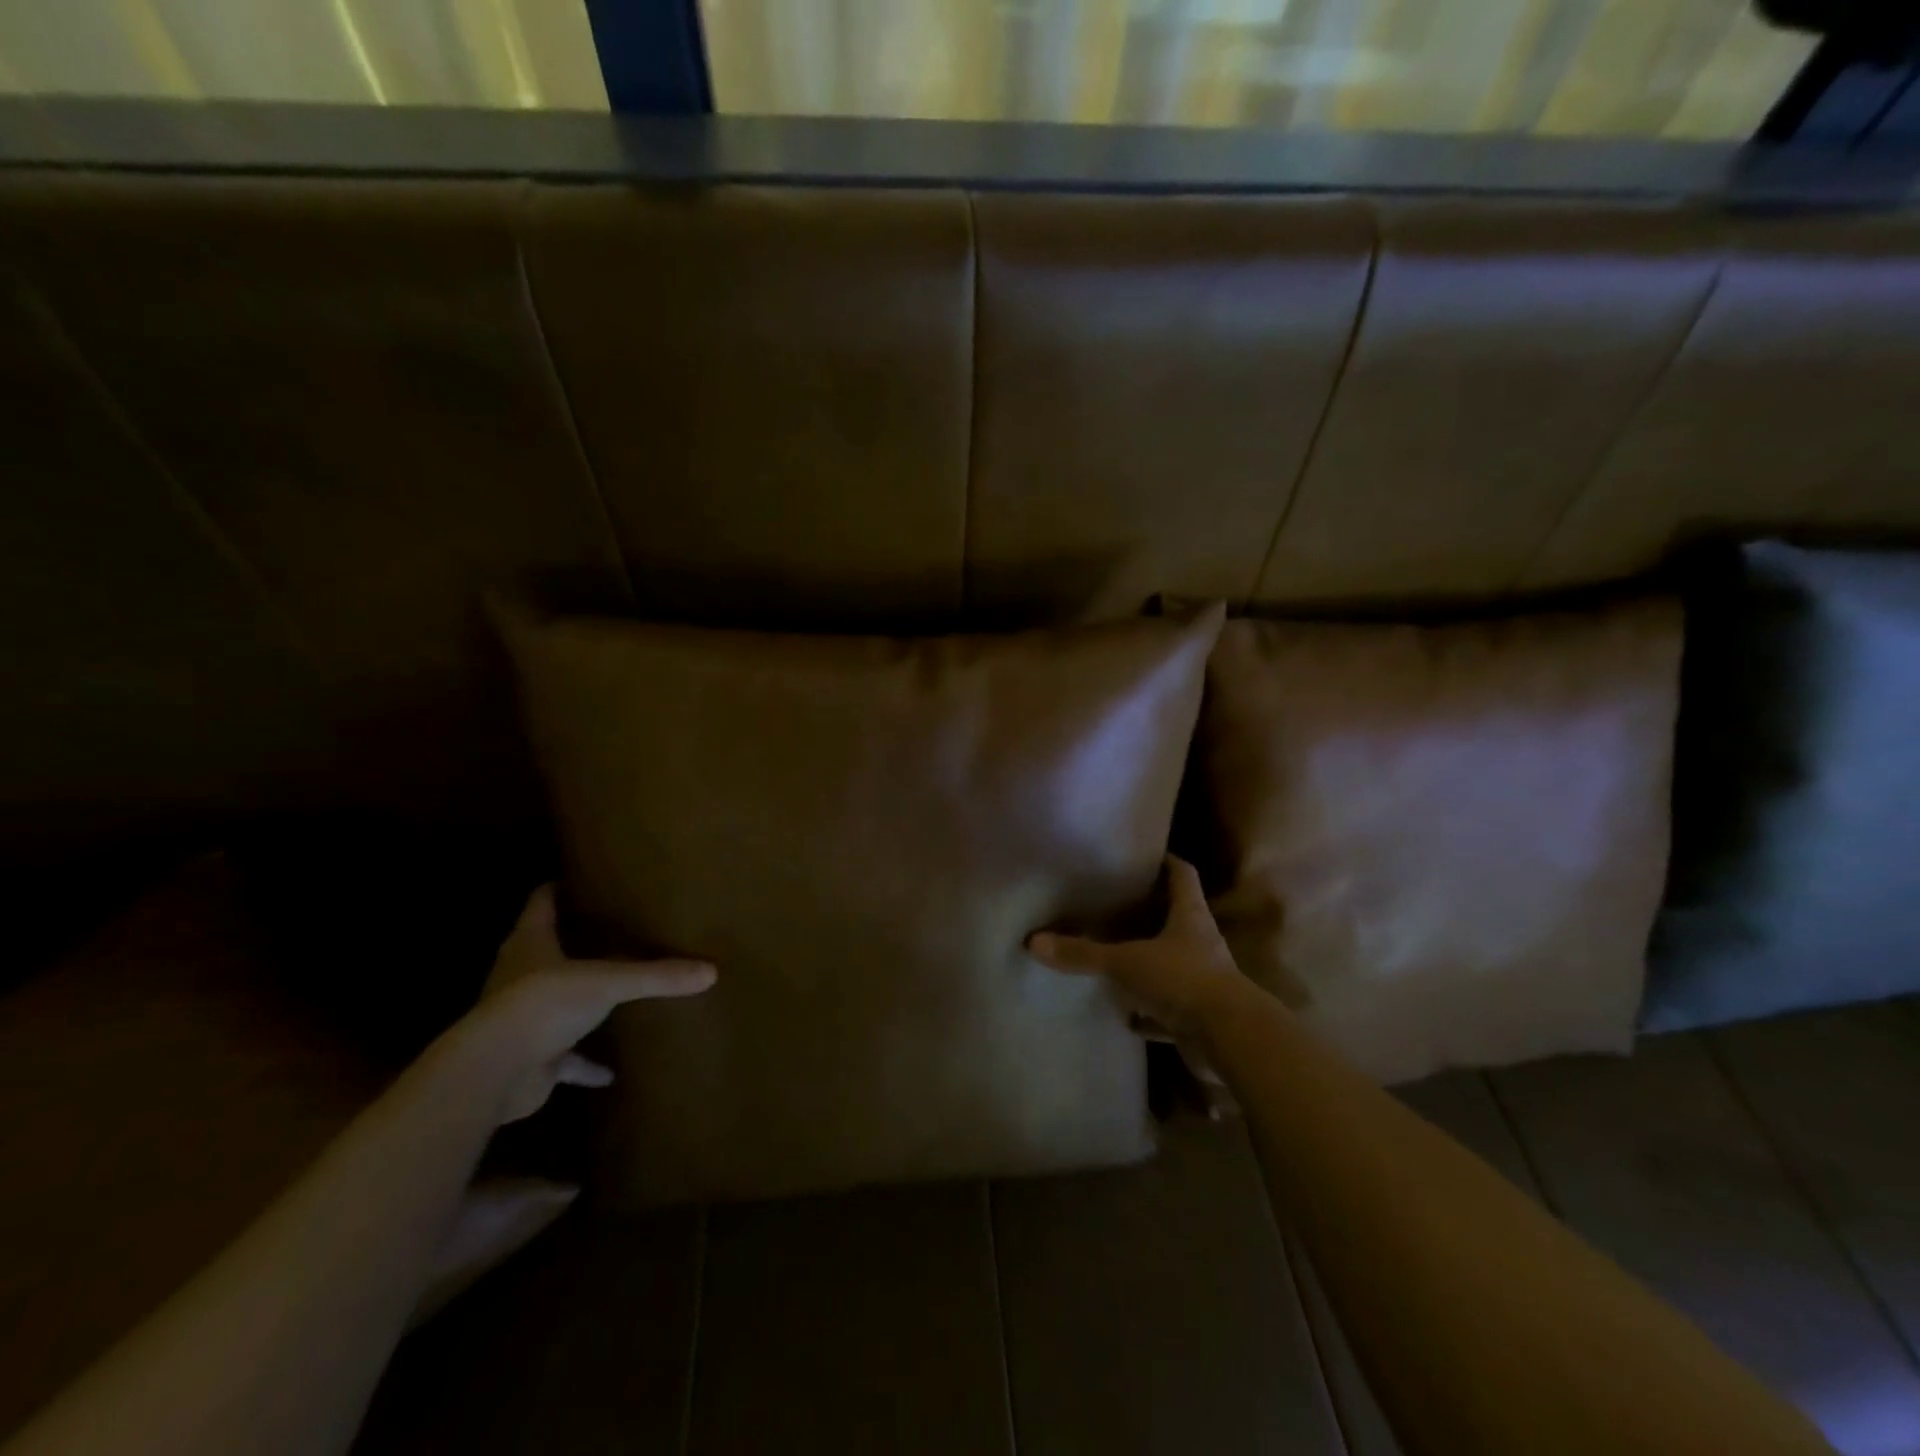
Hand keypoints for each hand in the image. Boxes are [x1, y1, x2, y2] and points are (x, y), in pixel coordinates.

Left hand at [467, 884, 716, 1122]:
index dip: (555, 890)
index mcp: (531, 945)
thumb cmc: (543, 1004)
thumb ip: (657, 975)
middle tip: (606, 929)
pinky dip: (584, 1064)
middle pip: (542, 950)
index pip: (540, 905)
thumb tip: (710, 971)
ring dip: (575, 1000)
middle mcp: (520, 976)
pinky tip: (610, 1073)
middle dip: (569, 941)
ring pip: (552, 1002)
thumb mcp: (608, 982)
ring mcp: (523, 1019)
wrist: (494, 1072)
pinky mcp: (530, 1057)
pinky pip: (564, 1059)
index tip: (576, 878)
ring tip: (608, 989)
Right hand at [1027, 856, 1252, 1047]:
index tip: (1145, 854)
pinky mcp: (1201, 1015)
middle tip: (1118, 904)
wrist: (1231, 1038)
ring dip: (1151, 961)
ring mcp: (1203, 980)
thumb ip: (1083, 953)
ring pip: (1174, 963)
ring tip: (1118, 954)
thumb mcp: (1126, 963)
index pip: (1182, 875)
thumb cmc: (1183, 980)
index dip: (1166, 861)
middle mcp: (1201, 942)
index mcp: (1190, 916)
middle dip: (1152, 912)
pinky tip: (1128, 1016)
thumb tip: (1033, 941)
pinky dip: (1151, 1012)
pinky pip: (1171, 1008)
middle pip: (1178, 917)